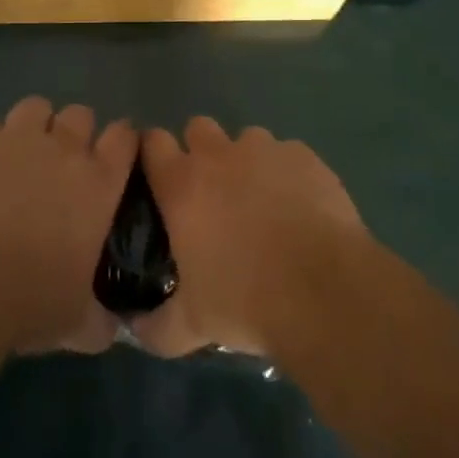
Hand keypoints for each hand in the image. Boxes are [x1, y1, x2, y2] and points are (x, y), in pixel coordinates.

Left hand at [0, 97, 135, 354]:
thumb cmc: (30, 304)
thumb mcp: (79, 323)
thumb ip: (101, 319)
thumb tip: (111, 329)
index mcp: (99, 183)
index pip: (125, 137)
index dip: (122, 141)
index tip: (115, 156)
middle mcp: (64, 149)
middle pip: (81, 114)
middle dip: (76, 133)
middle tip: (62, 165)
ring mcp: (18, 140)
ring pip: (37, 107)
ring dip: (35, 127)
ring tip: (22, 157)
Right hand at [132, 117, 367, 358]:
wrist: (323, 291)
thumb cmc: (245, 301)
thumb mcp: (191, 325)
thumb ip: (156, 325)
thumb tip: (135, 329)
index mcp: (181, 184)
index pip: (152, 142)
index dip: (153, 154)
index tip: (158, 177)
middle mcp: (218, 155)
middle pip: (198, 128)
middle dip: (201, 151)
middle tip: (212, 192)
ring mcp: (265, 150)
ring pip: (246, 139)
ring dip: (247, 162)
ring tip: (263, 202)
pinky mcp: (305, 156)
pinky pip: (288, 154)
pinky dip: (288, 173)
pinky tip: (300, 206)